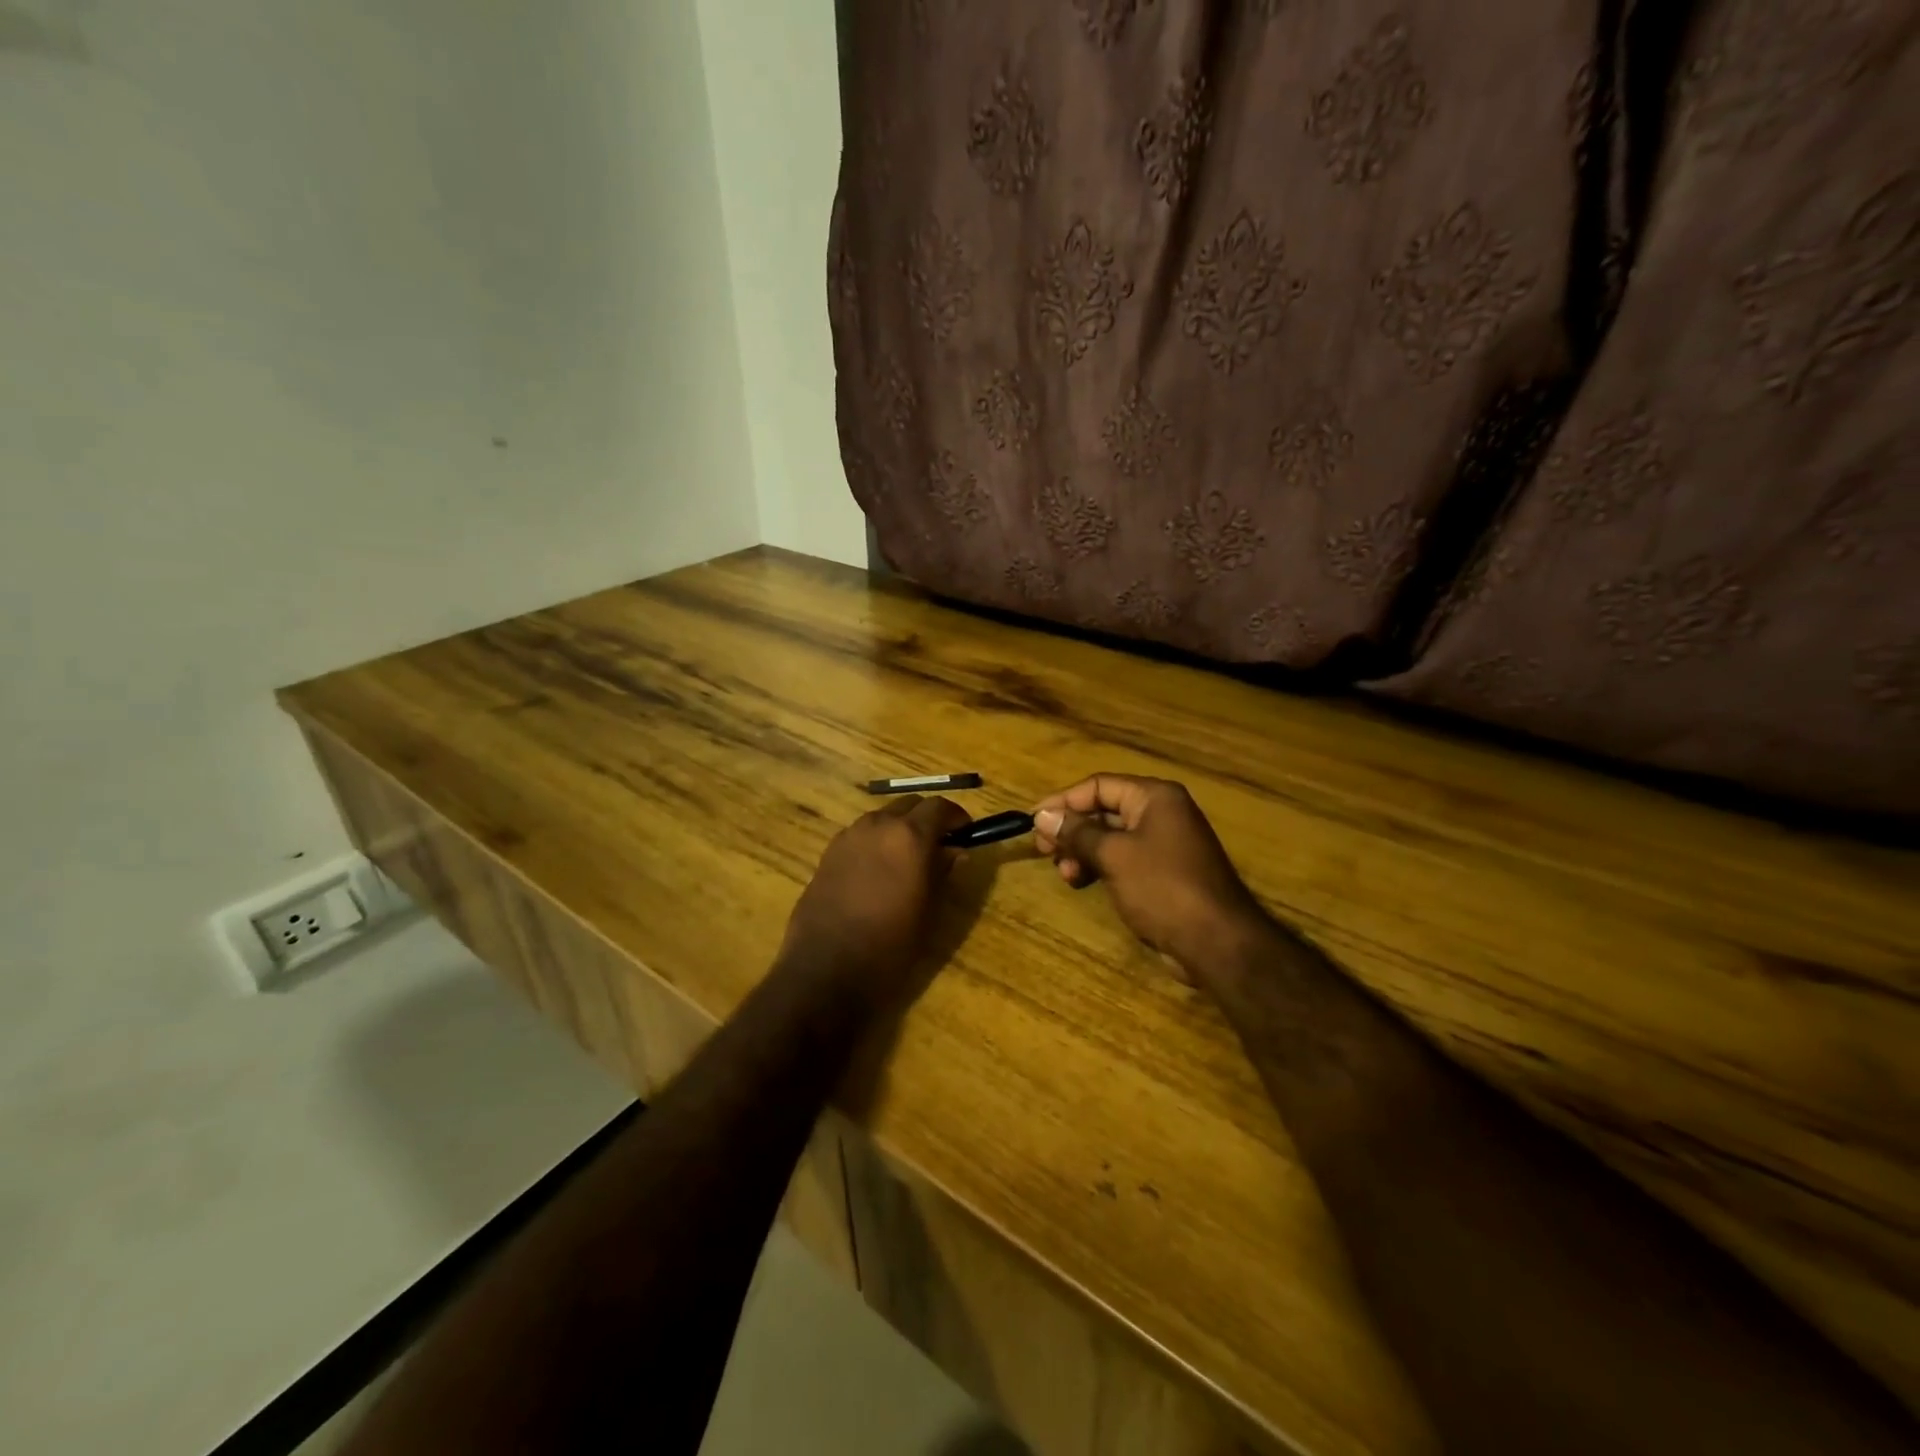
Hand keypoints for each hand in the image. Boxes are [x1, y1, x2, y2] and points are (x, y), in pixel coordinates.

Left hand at [780, 795, 970, 991]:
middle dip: (926, 819)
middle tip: (939, 845)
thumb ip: (943, 872)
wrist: (826, 968)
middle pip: (909, 805)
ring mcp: (849, 836)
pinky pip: (861, 835)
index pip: (939, 807)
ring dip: (899, 829)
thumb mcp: (929, 910)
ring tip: (908, 860)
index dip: (956, 816)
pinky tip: (878, 871)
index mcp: (909, 835)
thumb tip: (955, 851)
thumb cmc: (890, 944)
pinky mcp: (828, 852)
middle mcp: (878, 825)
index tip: (965, 833)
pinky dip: (876, 841)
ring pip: (882, 818)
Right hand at [1032, 774, 1267, 975]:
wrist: (1216, 942)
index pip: (1099, 786)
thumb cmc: (1162, 888)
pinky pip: (1123, 858)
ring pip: (1110, 837)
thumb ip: (1076, 833)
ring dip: (1082, 851)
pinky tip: (1082, 882)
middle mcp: (1161, 813)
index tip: (1033, 820)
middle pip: (1104, 810)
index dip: (1063, 801)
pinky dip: (1099, 866)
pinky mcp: (1163, 872)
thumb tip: (1042, 816)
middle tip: (1043, 850)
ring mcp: (1164, 843)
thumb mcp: (1113, 856)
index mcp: (1155, 797)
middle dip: (1072, 829)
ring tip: (1065, 874)